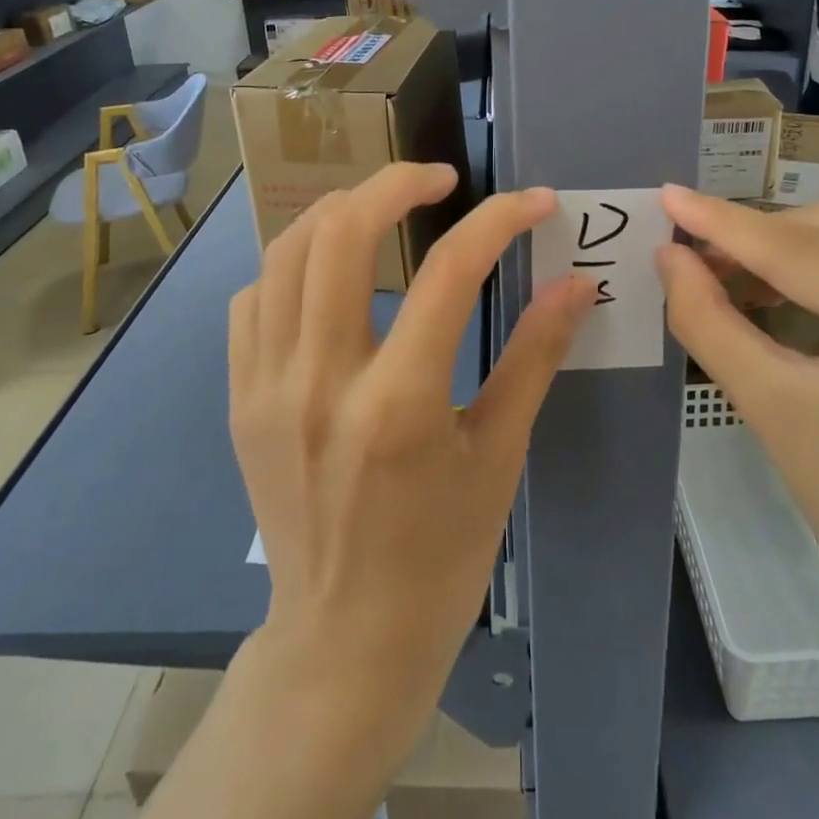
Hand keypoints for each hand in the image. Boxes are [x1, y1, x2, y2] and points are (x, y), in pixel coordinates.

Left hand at [228, 164, 592, 729]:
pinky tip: (330, 278)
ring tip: (384, 209)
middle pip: (342, 233)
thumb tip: (578, 284)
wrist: (344, 638)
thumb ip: (535, 357)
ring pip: (286, 253)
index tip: (535, 202)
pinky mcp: (240, 398)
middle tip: (439, 180)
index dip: (500, 220)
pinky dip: (293, 266)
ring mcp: (266, 387)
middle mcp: (320, 382)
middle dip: (395, 183)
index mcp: (398, 405)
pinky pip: (253, 300)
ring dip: (339, 212)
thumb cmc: (440, 556)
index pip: (450, 271)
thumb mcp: (500, 455)